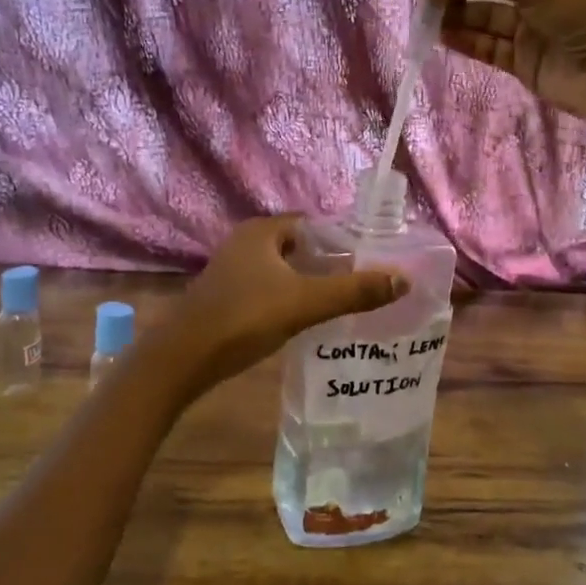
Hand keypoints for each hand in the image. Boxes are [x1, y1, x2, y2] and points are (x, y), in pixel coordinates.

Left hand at [158, 217, 408, 391]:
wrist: (182, 360)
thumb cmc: (244, 318)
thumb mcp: (305, 303)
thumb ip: (354, 291)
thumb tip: (403, 280)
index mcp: (262, 231)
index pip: (312, 224)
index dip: (342, 239)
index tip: (371, 257)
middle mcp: (245, 243)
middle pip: (299, 247)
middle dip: (328, 263)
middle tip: (362, 282)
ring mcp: (232, 271)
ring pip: (282, 270)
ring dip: (308, 282)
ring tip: (342, 302)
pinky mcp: (225, 297)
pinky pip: (268, 289)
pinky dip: (288, 298)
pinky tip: (306, 319)